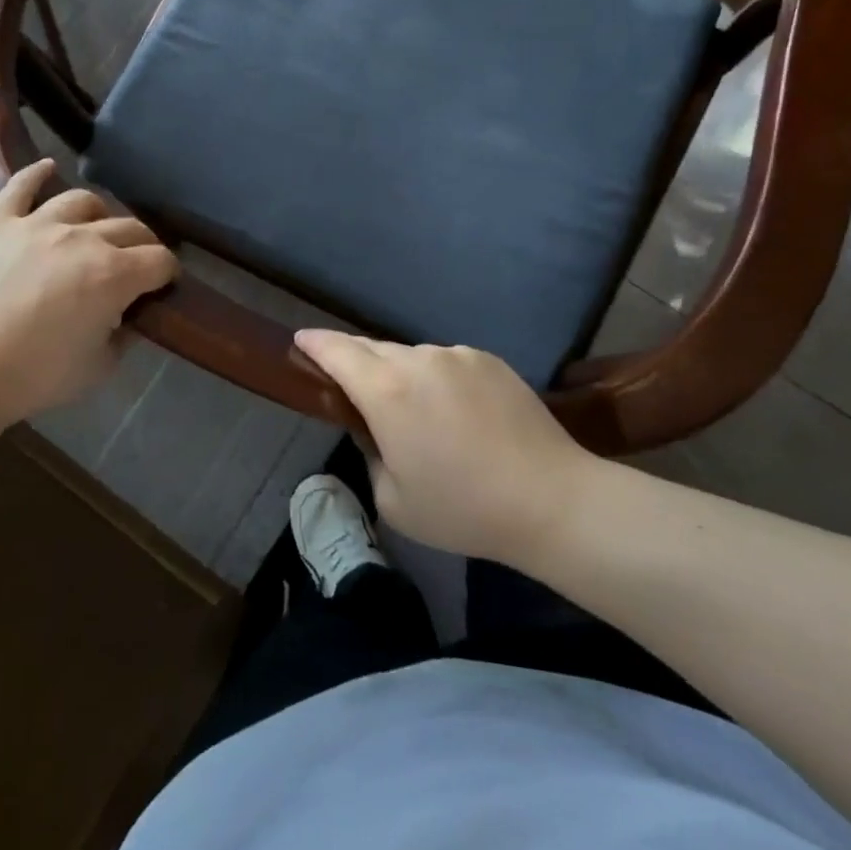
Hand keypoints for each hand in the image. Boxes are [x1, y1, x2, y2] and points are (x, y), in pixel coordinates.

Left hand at [0, 160, 176, 431]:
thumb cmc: (36, 376)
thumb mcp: (99, 367)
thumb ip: (123, 336)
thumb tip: (127, 317)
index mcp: (114, 274)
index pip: (160, 261)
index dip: (168, 273)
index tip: (163, 285)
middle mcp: (84, 238)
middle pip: (130, 228)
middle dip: (143, 246)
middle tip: (136, 264)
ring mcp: (38, 224)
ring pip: (83, 201)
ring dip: (99, 215)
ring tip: (95, 230)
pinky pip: (20, 186)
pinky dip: (36, 174)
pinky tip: (47, 168)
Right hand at [294, 331, 587, 563]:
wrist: (549, 499)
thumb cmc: (463, 508)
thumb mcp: (394, 500)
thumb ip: (371, 455)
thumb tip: (377, 430)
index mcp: (387, 392)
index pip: (338, 351)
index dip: (315, 343)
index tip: (301, 341)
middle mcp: (419, 360)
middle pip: (373, 349)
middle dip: (355, 361)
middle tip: (352, 387)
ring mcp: (457, 355)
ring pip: (412, 356)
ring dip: (401, 374)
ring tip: (417, 412)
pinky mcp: (489, 359)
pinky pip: (448, 362)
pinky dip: (438, 379)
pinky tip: (459, 414)